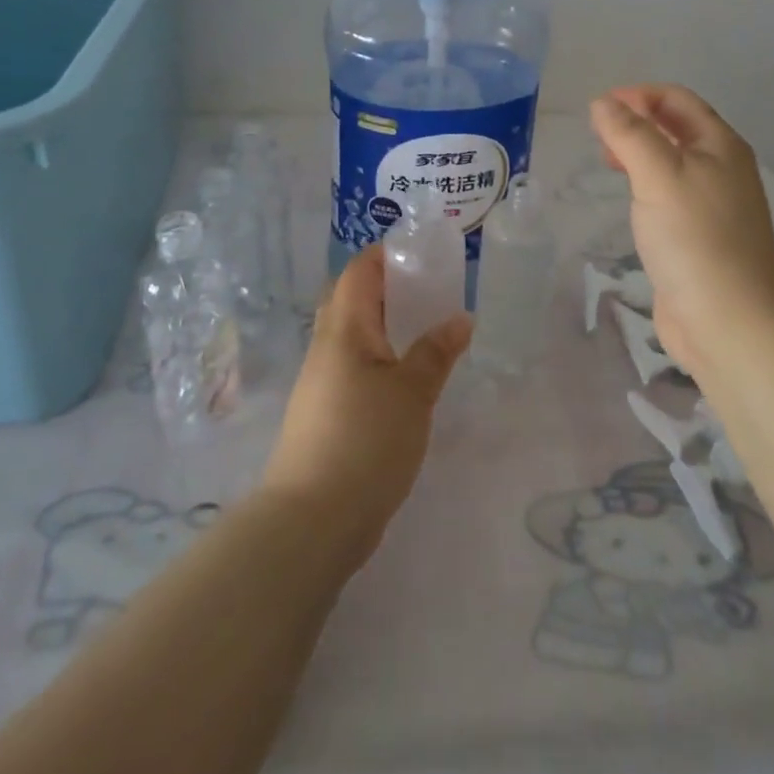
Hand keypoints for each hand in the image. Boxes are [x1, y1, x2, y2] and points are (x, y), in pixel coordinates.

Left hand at [261, 247, 471, 567]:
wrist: (312, 519)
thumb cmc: (365, 441)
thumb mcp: (413, 393)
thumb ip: (436, 352)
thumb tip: (460, 318)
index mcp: (344, 328)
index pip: (358, 270)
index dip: (386, 254)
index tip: (421, 253)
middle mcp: (326, 346)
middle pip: (350, 297)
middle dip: (386, 286)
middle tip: (427, 289)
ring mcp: (320, 381)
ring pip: (351, 334)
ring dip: (382, 323)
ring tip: (423, 328)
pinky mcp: (323, 412)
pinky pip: (351, 365)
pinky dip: (378, 356)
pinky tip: (405, 376)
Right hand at [589, 84, 773, 378]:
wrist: (730, 322)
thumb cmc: (696, 239)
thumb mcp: (659, 175)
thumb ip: (630, 134)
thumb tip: (603, 103)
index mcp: (720, 145)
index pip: (677, 100)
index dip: (637, 95)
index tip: (598, 109)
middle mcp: (722, 169)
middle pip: (676, 128)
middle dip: (636, 122)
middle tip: (598, 137)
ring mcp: (713, 205)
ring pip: (671, 162)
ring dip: (639, 153)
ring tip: (606, 163)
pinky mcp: (700, 237)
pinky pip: (669, 195)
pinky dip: (645, 185)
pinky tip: (629, 201)